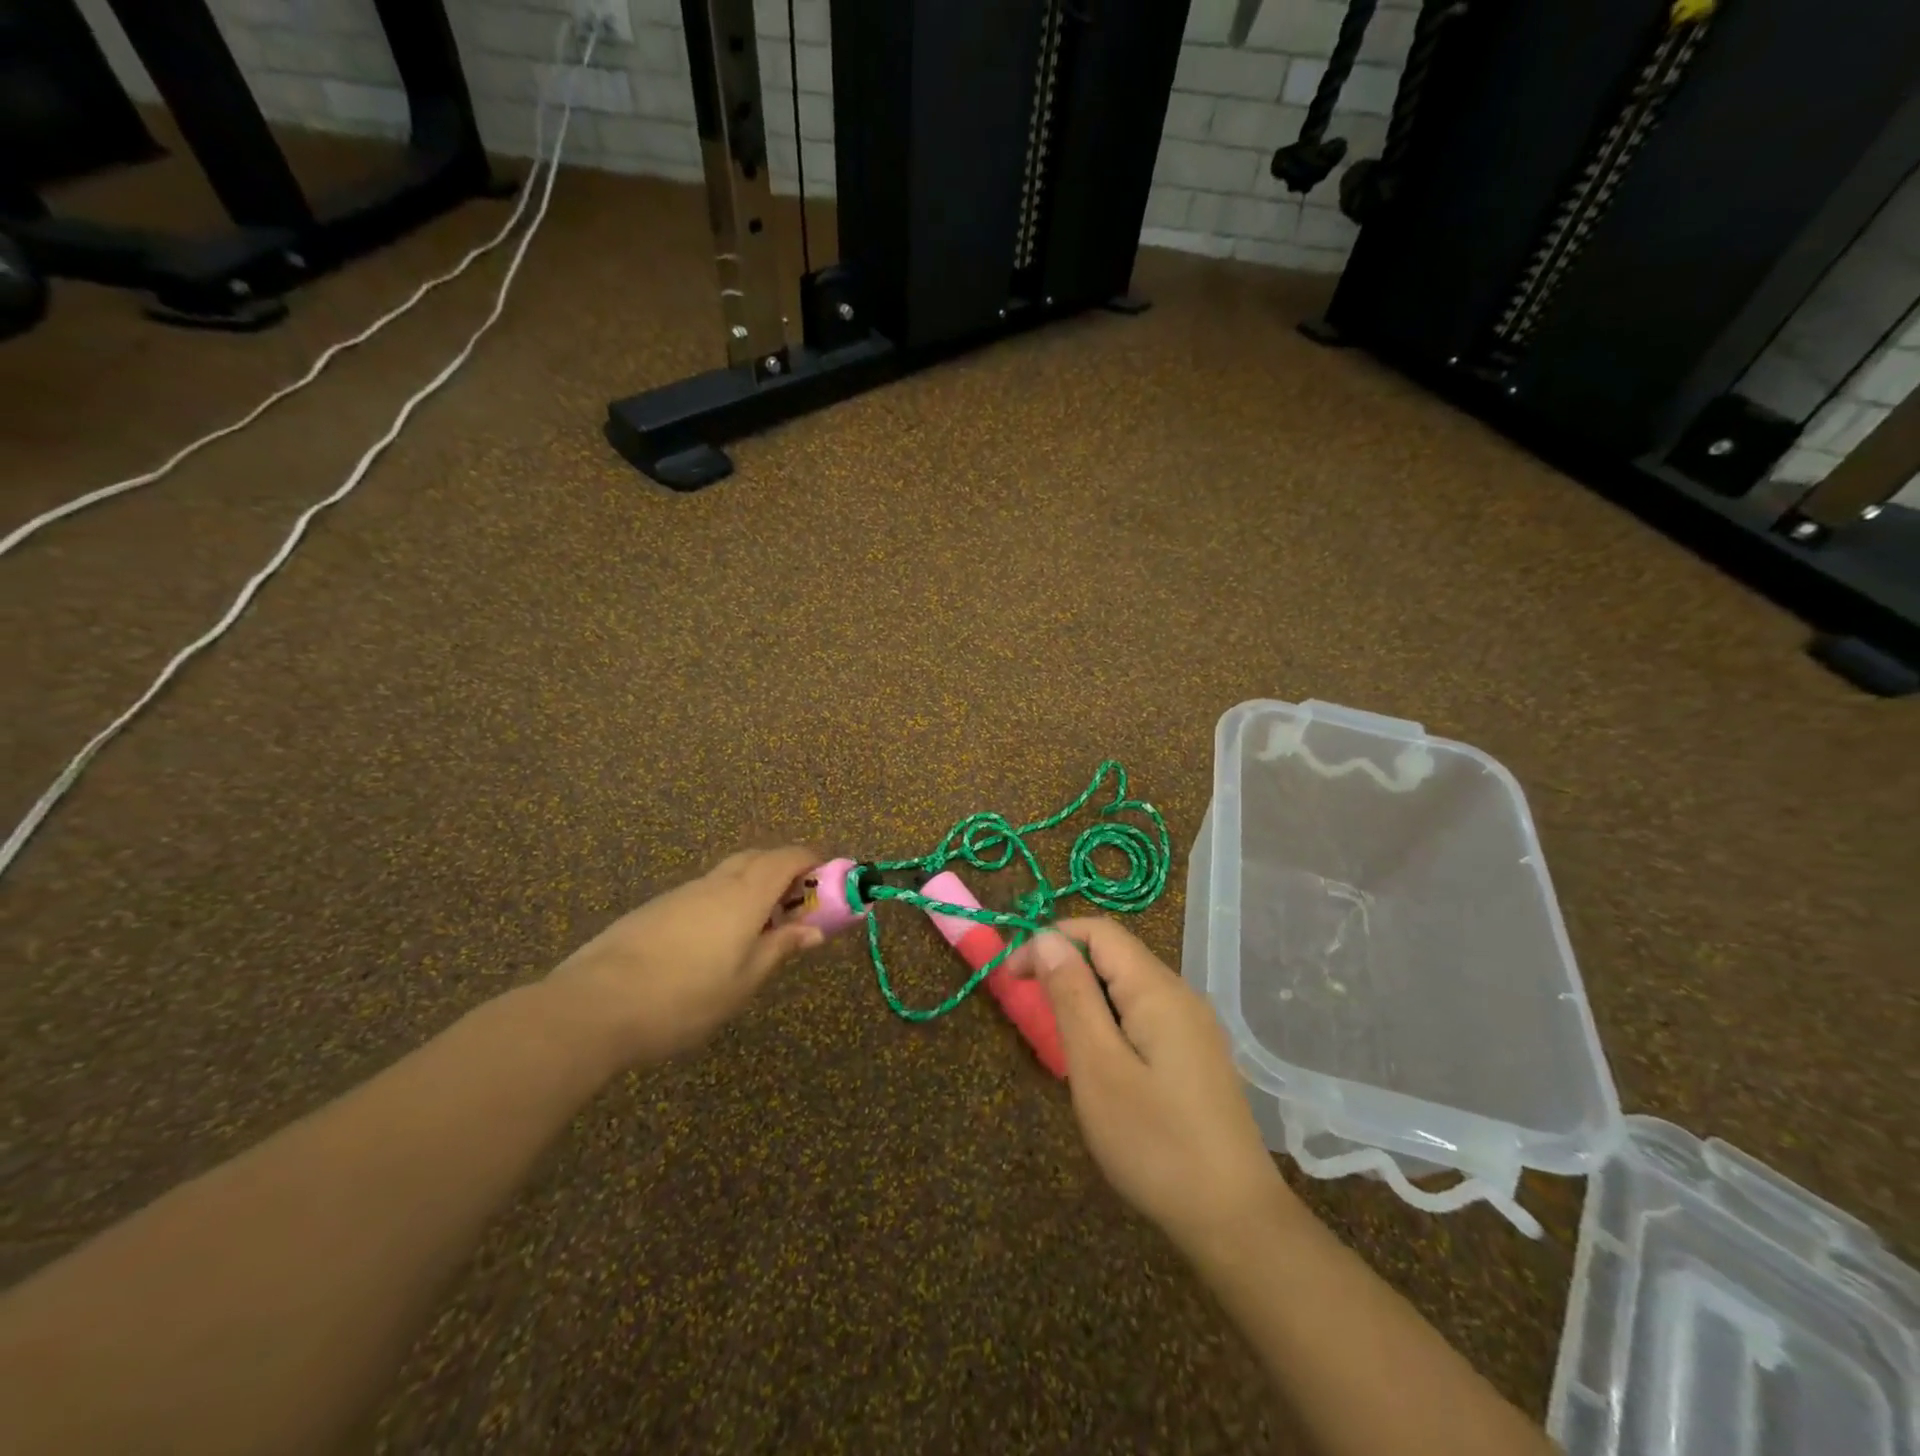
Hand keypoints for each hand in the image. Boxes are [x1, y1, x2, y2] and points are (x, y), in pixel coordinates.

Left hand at [543, 846, 825, 1068]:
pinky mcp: (654, 910)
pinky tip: (714, 942)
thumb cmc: (685, 997)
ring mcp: (681, 894)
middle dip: (784, 869)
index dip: (813, 859)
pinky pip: (703, 893)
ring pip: (727, 875)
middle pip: (757, 858)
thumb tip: (814, 930)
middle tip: (799, 902)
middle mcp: (715, 884)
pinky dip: (724, 902)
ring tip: (759, 928)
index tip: (831, 875)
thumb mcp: (744, 981)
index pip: (788, 858)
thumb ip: (780, 949)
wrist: (595, 1005)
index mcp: (745, 895)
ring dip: (753, 886)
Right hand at [1010, 918, 1295, 1255]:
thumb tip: (1047, 938)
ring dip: (1087, 999)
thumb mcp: (1098, 1067)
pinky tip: (1104, 1068)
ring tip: (1064, 1047)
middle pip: (1115, 955)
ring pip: (1129, 988)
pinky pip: (1145, 1016)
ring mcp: (1195, 1026)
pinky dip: (1111, 1023)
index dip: (1050, 939)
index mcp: (1157, 989)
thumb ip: (1072, 996)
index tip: (1014, 976)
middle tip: (1033, 1015)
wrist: (1236, 1221)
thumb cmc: (1155, 1143)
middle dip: (1067, 969)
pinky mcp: (1198, 1056)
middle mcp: (1181, 995)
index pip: (1098, 932)